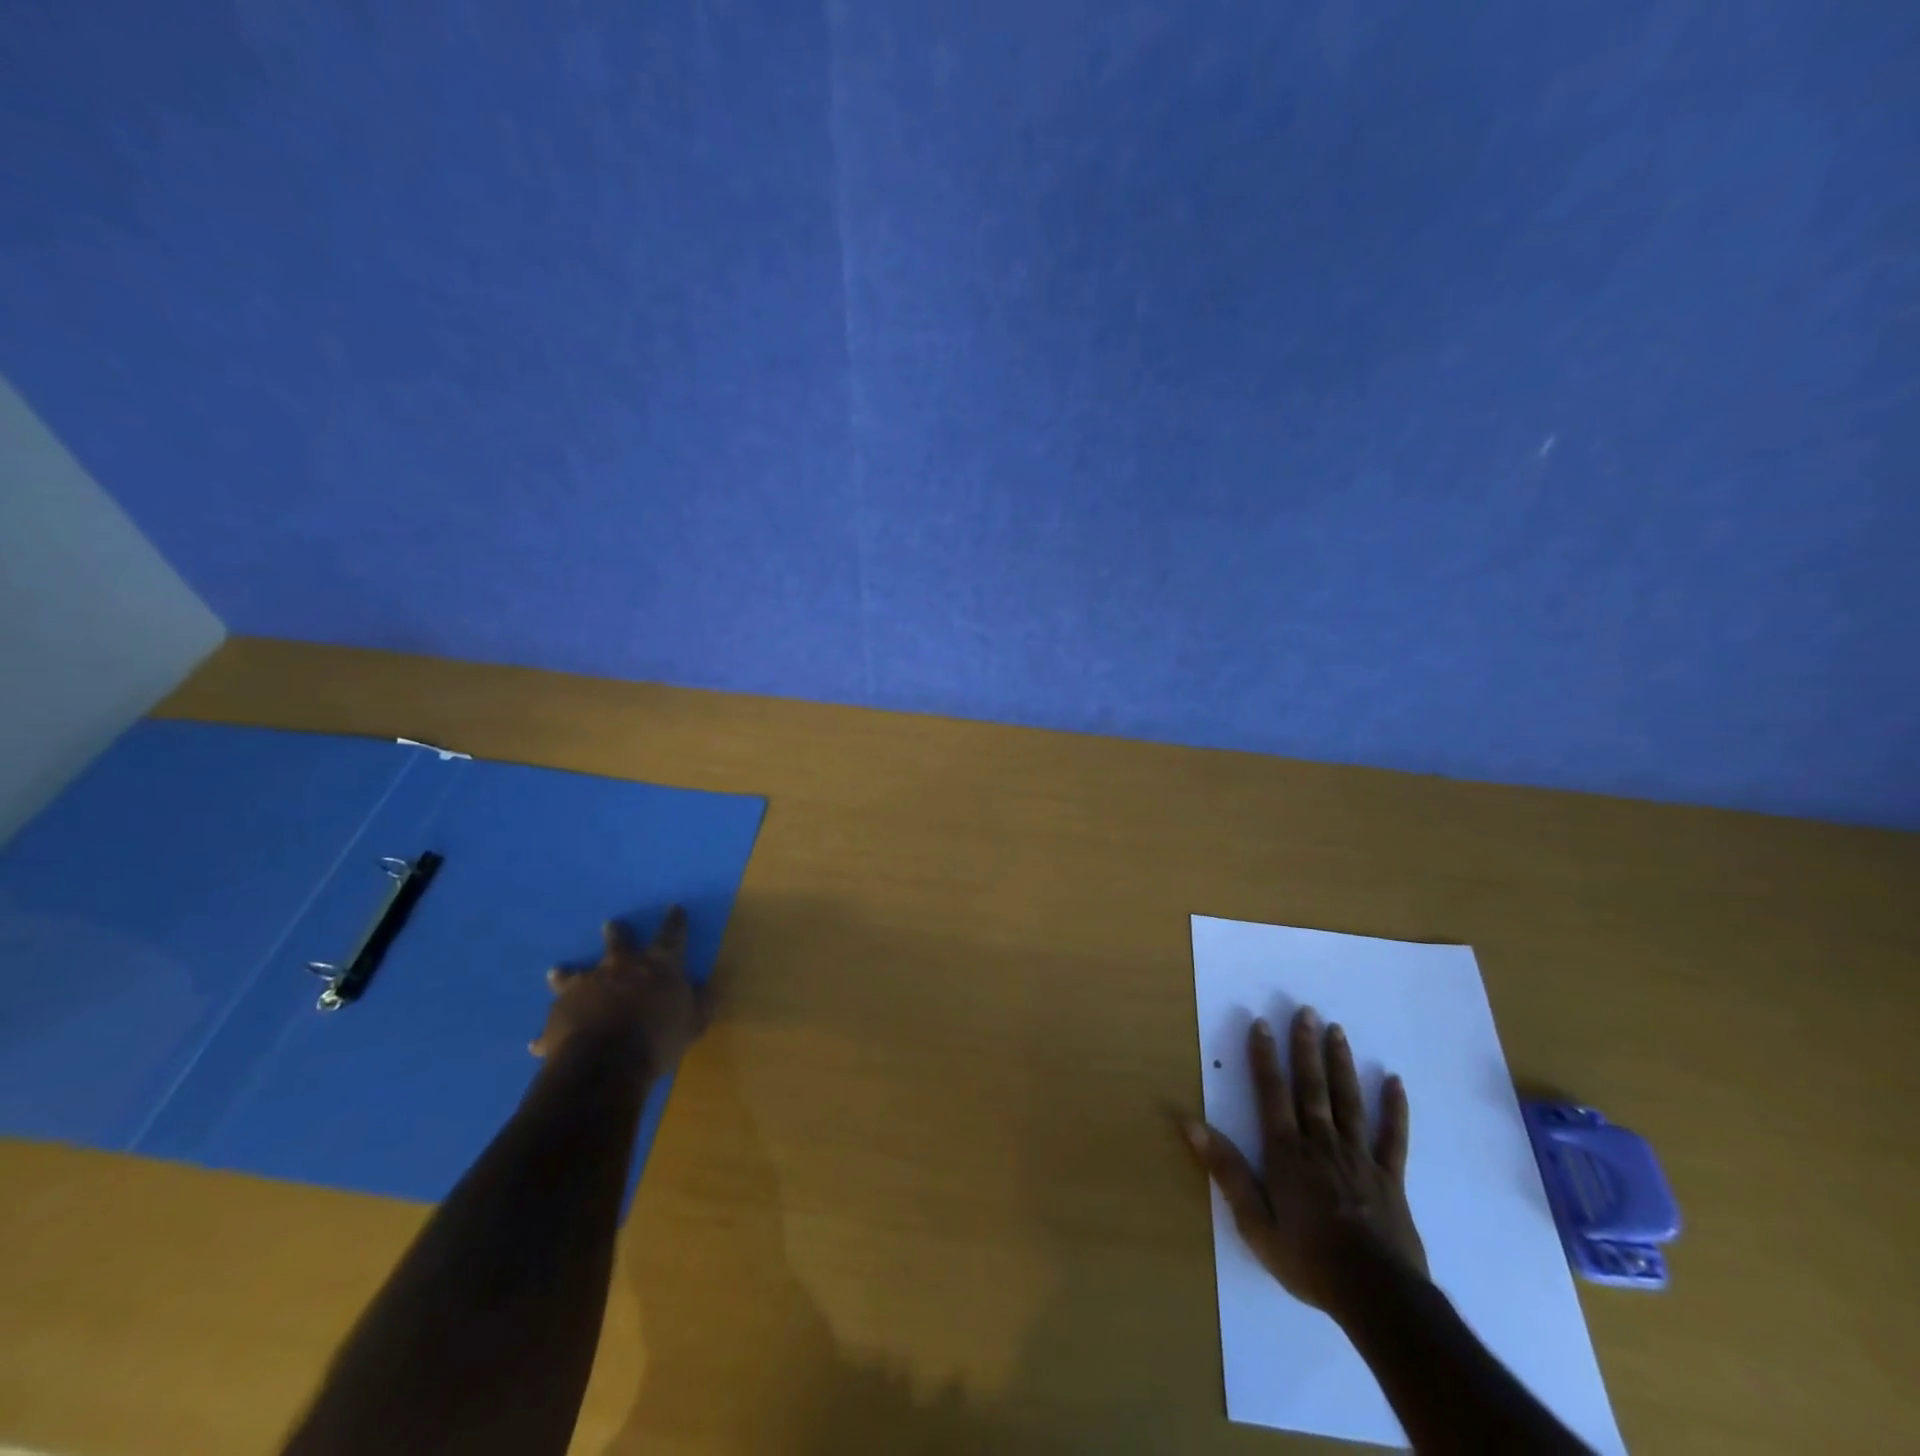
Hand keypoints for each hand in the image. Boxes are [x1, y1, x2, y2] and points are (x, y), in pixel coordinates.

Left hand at [530, 906, 710, 1079]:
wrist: (603, 1063)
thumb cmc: (657, 1039)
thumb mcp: (693, 1023)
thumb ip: (702, 1003)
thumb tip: (710, 986)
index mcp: (656, 966)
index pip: (671, 936)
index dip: (675, 922)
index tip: (674, 908)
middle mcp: (618, 968)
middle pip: (617, 943)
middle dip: (616, 934)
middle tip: (610, 925)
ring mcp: (584, 989)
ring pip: (572, 975)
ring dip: (566, 974)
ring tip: (557, 971)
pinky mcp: (558, 1015)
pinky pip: (553, 1022)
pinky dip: (549, 1032)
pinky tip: (537, 1043)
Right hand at [1184, 1007, 1427, 1315]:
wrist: (1378, 1296)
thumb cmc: (1309, 1260)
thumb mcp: (1254, 1223)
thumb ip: (1226, 1170)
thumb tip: (1190, 1123)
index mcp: (1287, 1152)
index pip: (1272, 1093)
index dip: (1264, 1057)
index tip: (1261, 1023)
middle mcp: (1321, 1143)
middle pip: (1311, 1087)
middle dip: (1305, 1047)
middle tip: (1305, 1011)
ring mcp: (1358, 1157)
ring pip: (1348, 1100)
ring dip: (1340, 1064)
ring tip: (1337, 1030)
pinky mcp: (1389, 1176)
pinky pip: (1392, 1136)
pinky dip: (1394, 1108)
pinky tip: (1394, 1081)